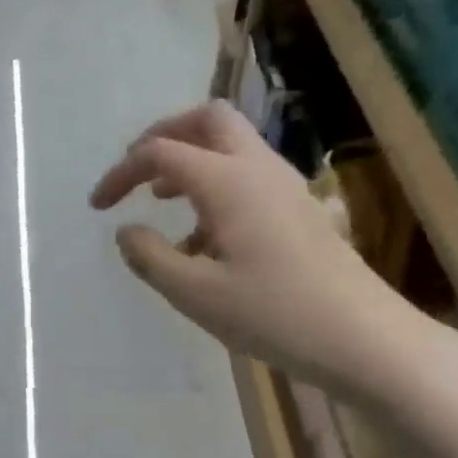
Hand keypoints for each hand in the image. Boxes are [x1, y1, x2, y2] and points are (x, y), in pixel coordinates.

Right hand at [90, 101, 430, 398]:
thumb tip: (126, 231)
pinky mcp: (299, 209)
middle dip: (163, 137)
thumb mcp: (195, 294)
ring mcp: (285, 186)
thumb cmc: (272, 315)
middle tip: (136, 173)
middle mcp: (258, 168)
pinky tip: (204, 240)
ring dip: (190, 163)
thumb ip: (150, 257)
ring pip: (230, 146)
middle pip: (206, 121)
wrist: (360, 336)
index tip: (97, 207)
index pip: (161, 152)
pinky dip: (215, 187)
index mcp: (228, 182)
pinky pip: (248, 176)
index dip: (121, 173)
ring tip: (162, 205)